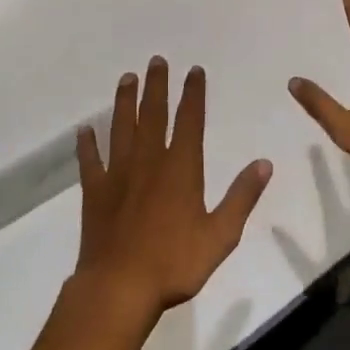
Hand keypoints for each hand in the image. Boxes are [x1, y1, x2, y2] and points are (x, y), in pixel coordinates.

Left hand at [74, 58, 272, 321]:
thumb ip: (242, 197)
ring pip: (121, 129)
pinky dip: (87, 144)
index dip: (193, 94)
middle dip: (157, 86)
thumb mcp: (221, 235)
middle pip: (153, 115)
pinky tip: (84, 130)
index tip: (194, 70)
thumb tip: (264, 163)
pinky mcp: (95, 193)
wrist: (119, 289)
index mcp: (180, 169)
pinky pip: (90, 161)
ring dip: (124, 102)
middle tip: (156, 61)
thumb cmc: (174, 263)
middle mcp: (149, 162)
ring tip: (126, 78)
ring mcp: (118, 175)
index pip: (189, 121)